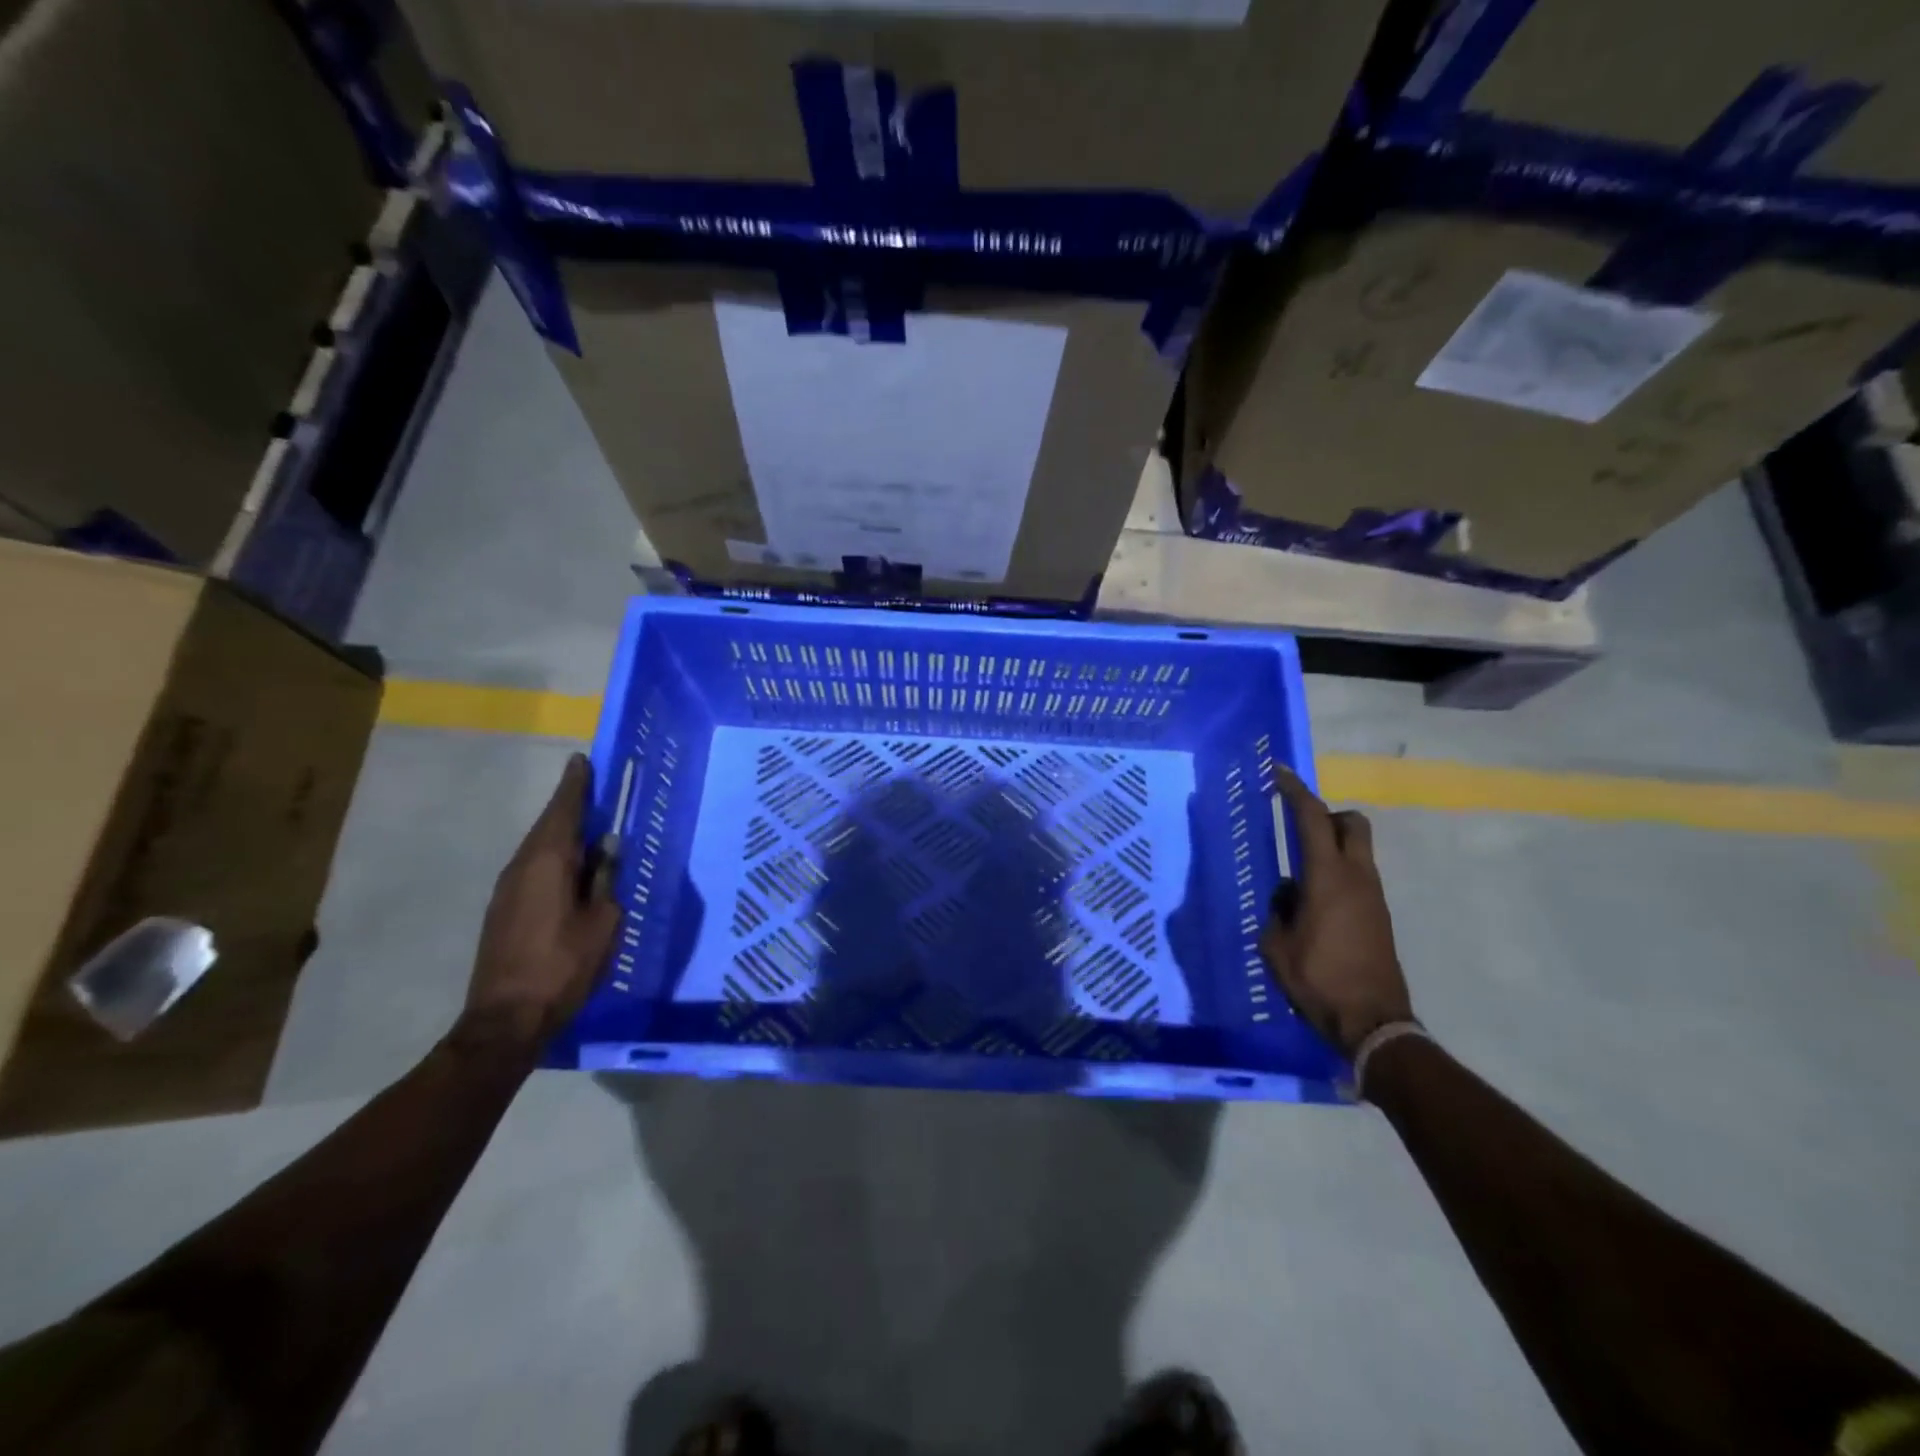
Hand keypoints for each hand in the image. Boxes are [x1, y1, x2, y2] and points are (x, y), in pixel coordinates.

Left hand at [462, 754, 621, 1052]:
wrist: (506, 1019)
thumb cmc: (563, 965)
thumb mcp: (603, 921)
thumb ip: (606, 880)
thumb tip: (608, 850)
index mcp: (548, 862)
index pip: (564, 811)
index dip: (576, 785)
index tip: (582, 760)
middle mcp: (521, 867)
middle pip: (548, 825)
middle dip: (570, 806)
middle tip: (593, 790)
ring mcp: (507, 890)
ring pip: (538, 848)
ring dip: (561, 833)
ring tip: (589, 828)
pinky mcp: (503, 911)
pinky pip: (532, 869)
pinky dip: (553, 858)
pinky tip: (571, 870)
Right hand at [1260, 767, 1412, 1056]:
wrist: (1373, 1023)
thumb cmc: (1318, 979)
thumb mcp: (1277, 945)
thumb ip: (1278, 910)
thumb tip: (1288, 894)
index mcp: (1327, 878)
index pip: (1313, 819)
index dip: (1295, 791)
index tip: (1279, 773)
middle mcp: (1357, 878)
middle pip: (1352, 823)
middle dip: (1327, 814)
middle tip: (1298, 826)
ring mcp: (1374, 897)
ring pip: (1357, 850)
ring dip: (1332, 846)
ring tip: (1299, 874)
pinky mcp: (1380, 916)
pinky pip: (1358, 877)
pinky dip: (1337, 873)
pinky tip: (1315, 904)